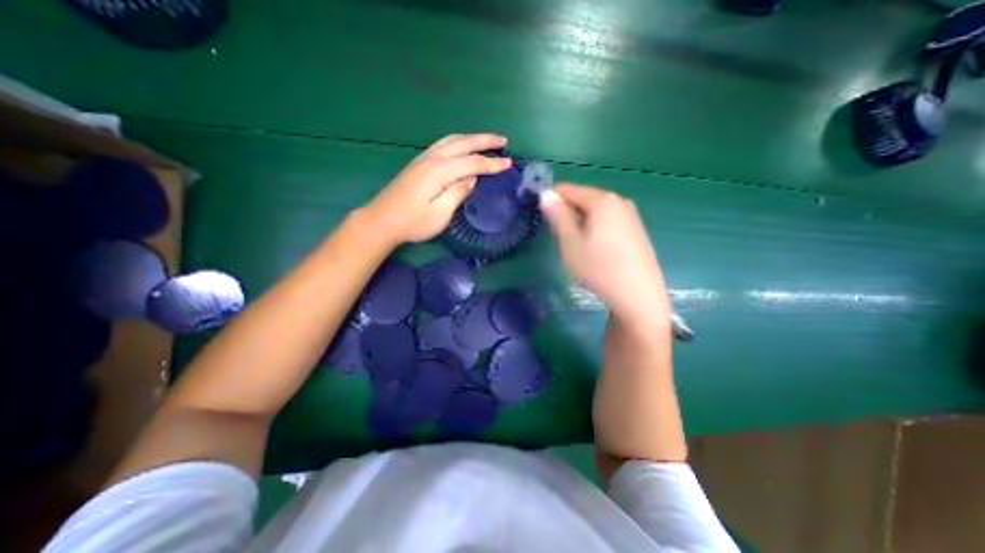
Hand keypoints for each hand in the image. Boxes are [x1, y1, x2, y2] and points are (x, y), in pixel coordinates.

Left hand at [365, 131, 511, 240]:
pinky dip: (458, 142)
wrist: (382, 220)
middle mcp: (432, 159)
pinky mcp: (418, 163)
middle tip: (503, 141)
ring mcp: (423, 159)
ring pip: (452, 141)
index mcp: (439, 171)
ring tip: (487, 141)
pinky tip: (462, 146)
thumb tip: (472, 179)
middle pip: (463, 144)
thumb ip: (457, 193)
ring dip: (471, 138)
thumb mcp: (439, 214)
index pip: (472, 163)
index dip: (491, 164)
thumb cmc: (412, 222)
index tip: (509, 164)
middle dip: (485, 141)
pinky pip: (443, 144)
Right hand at [536, 184, 672, 329]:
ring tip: (577, 248)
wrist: (638, 297)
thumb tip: (546, 194)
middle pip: (583, 199)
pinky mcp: (636, 230)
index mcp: (602, 200)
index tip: (543, 220)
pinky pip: (608, 222)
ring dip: (580, 223)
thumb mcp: (571, 243)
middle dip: (567, 214)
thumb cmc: (598, 268)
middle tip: (561, 239)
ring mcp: (631, 215)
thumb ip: (558, 216)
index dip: (551, 200)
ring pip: (595, 212)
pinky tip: (595, 251)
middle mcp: (619, 201)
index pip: (568, 189)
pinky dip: (595, 230)